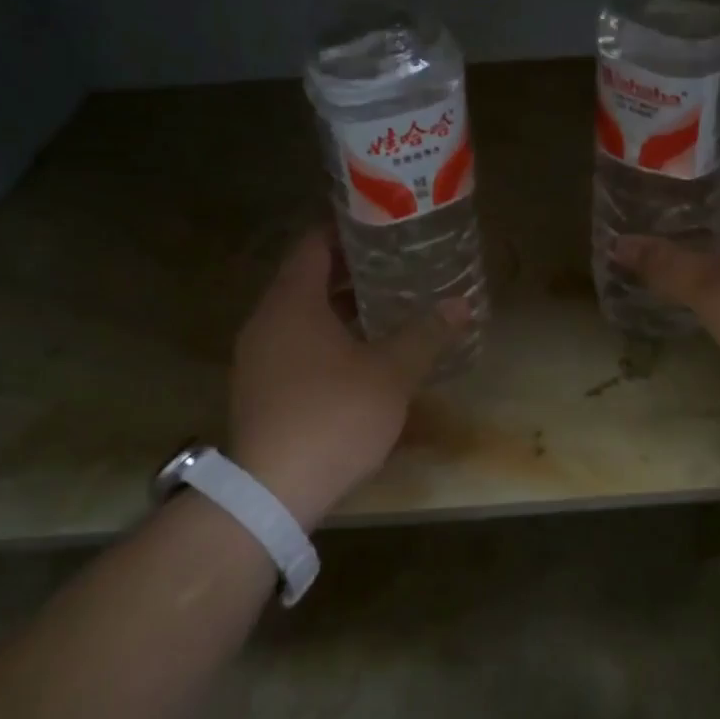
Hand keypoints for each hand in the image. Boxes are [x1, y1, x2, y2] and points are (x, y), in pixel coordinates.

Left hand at [227, 229, 465, 527]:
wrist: (272, 492)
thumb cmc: (334, 416)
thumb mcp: (390, 374)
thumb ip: (425, 335)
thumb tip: (460, 305)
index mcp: (292, 302)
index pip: (315, 244)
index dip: (349, 229)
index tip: (385, 226)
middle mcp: (267, 321)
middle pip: (309, 279)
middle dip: (354, 271)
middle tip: (400, 267)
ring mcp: (259, 357)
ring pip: (303, 316)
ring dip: (342, 309)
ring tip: (389, 308)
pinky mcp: (261, 389)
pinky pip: (297, 346)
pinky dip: (328, 339)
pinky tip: (363, 356)